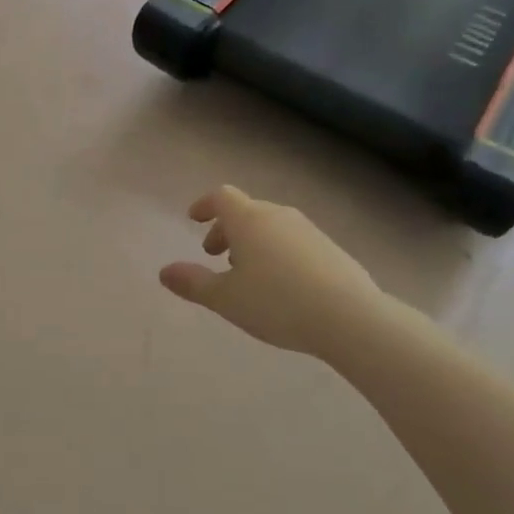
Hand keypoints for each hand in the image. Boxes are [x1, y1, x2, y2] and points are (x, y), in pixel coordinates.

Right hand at [160, 186, 388, 359]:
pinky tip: (281, 284)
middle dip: (226, 229)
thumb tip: (164, 271)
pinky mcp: (330, 248)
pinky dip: (277, 252)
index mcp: (249, 220)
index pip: (222, 197)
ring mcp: (308, 230)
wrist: (349, 317)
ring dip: (252, 241)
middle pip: (246, 211)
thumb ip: (193, 283)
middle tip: (215, 255)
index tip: (193, 220)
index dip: (204, 205)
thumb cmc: (277, 303)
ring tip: (247, 273)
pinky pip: (293, 241)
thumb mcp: (226, 298)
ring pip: (271, 226)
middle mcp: (278, 216)